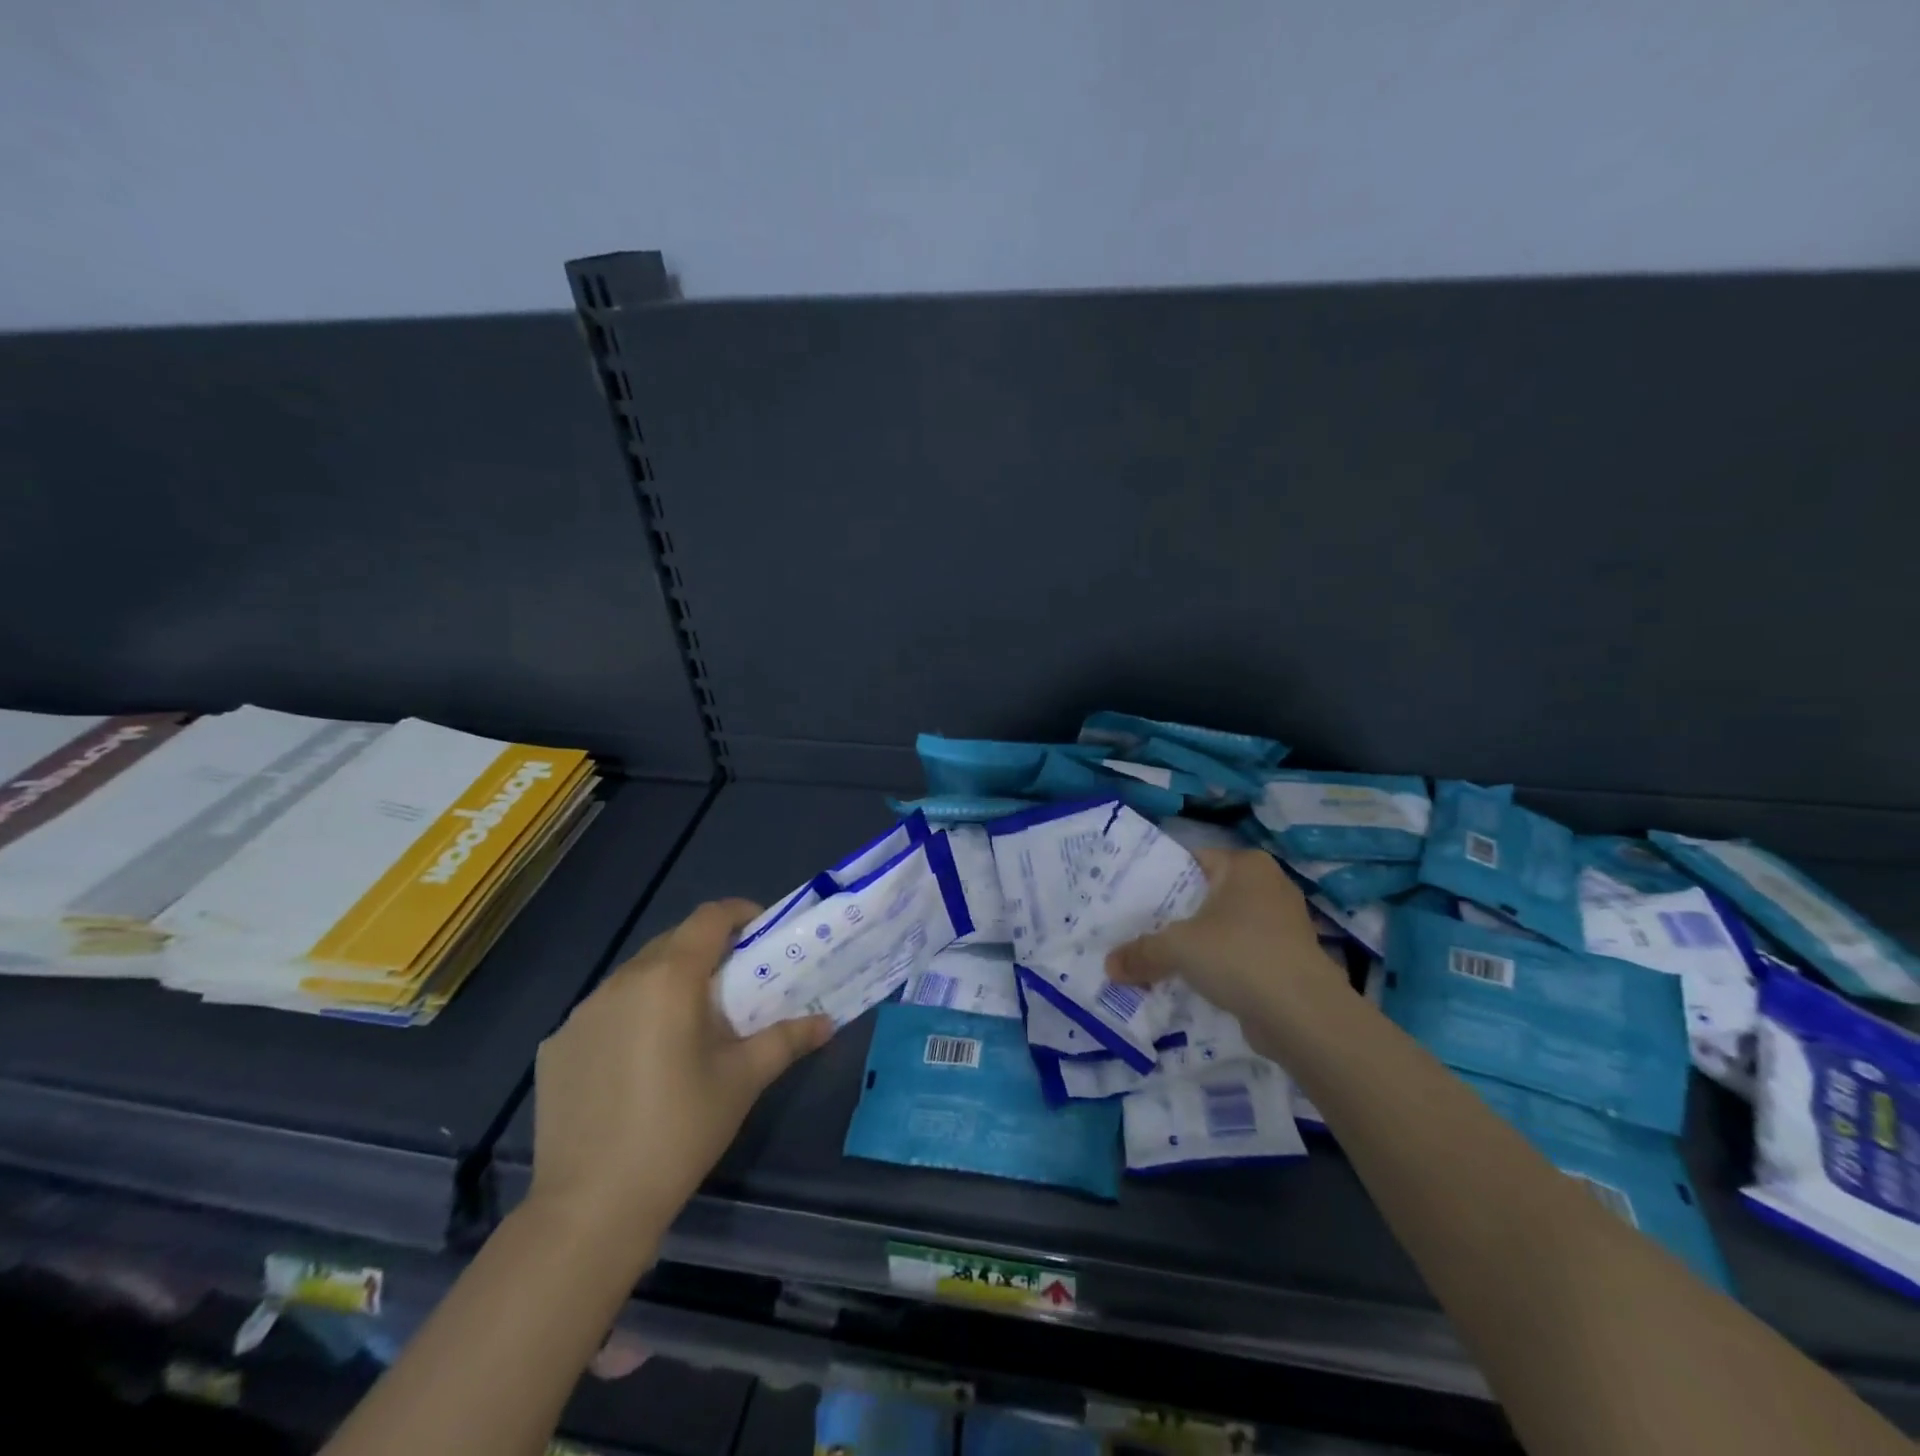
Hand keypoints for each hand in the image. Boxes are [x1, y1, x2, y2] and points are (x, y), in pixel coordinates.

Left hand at [528, 900, 831, 1246]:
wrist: (591, 1208)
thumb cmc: (680, 1131)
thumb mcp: (743, 1080)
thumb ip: (787, 1040)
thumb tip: (827, 1022)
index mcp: (669, 979)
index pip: (709, 918)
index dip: (740, 913)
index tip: (761, 932)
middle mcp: (621, 981)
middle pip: (672, 941)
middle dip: (707, 949)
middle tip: (735, 982)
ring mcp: (581, 1013)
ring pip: (635, 975)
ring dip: (668, 981)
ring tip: (688, 1024)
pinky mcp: (556, 1046)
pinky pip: (604, 1011)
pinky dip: (631, 1016)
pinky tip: (639, 1063)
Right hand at [1105, 848, 1347, 1038]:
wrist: (1304, 1016)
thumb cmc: (1239, 956)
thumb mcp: (1177, 948)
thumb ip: (1141, 953)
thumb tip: (1109, 967)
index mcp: (1246, 865)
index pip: (1191, 861)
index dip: (1159, 879)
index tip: (1132, 900)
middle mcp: (1269, 885)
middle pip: (1207, 896)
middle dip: (1176, 916)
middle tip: (1138, 930)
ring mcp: (1283, 924)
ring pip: (1225, 928)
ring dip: (1199, 944)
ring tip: (1160, 959)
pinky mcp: (1289, 959)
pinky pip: (1242, 954)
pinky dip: (1221, 966)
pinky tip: (1194, 983)